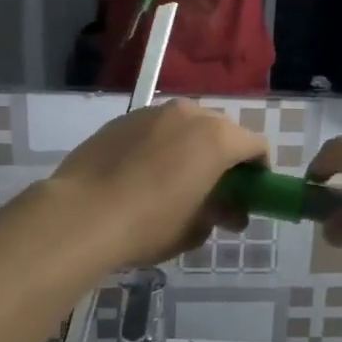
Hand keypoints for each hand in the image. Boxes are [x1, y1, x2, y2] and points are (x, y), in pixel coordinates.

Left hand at [49, 101, 265, 271]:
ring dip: (192, 146)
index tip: (251, 193)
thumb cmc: (148, 225)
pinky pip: (155, 128)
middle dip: (226, 156)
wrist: (81, 214)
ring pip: (186, 125)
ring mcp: (153, 112)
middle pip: (222, 130)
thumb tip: (230, 212)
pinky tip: (143, 173)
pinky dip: (161, 144)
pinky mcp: (122, 119)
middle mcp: (189, 114)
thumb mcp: (193, 229)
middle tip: (215, 188)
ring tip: (176, 179)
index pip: (256, 145)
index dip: (259, 170)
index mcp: (217, 138)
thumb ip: (220, 213)